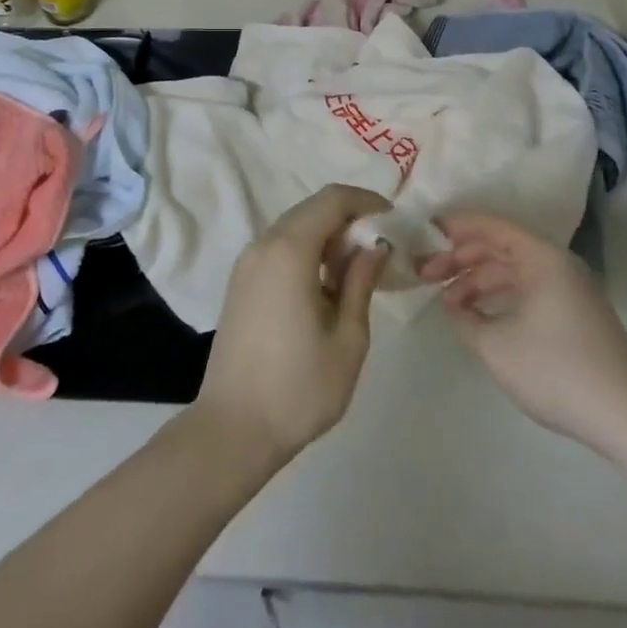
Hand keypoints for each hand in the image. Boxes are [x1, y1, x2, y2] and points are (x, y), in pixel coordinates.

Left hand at [195, 185, 392, 464]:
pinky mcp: (240, 281)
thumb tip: (375, 245)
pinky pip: (279, 247)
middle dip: (349, 218)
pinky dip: (307, 250)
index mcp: (289, 249)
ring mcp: (247, 261)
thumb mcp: (348, 338)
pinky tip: (327, 284)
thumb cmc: (299, 388)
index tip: (394, 219)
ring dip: (328, 236)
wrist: (233, 427)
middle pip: (312, 209)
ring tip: (358, 269)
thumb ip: (362, 282)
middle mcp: (264, 243)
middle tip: (381, 246)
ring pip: (295, 227)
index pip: (332, 199)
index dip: (365, 201)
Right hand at [418, 212, 626, 459]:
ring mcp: (571, 290)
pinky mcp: (577, 316)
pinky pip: (528, 291)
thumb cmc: (559, 372)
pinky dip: (500, 297)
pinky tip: (481, 318)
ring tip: (448, 302)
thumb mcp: (497, 347)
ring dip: (478, 281)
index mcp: (541, 258)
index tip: (424, 235)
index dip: (456, 227)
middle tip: (426, 275)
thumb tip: (453, 306)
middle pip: (500, 248)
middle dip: (461, 258)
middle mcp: (557, 264)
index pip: (491, 226)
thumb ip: (465, 319)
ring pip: (513, 272)